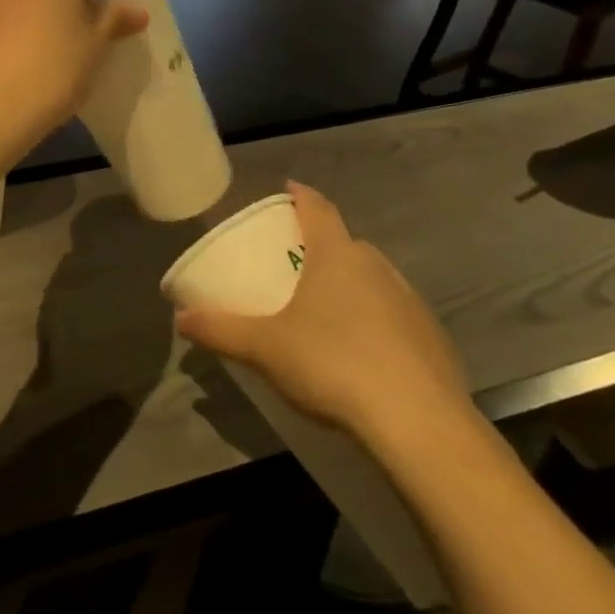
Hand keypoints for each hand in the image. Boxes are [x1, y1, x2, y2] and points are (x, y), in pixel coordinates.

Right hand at [175, 183, 475, 450]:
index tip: (287, 189)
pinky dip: (374, 320)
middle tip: (293, 263)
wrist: (420, 424)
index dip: (300, 195)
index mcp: (337, 255)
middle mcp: (377, 267)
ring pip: (373, 278)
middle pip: (346, 243)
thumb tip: (181, 318)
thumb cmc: (332, 365)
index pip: (318, 208)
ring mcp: (411, 302)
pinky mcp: (433, 338)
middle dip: (320, 246)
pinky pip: (394, 314)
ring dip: (349, 284)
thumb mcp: (263, 348)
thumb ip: (220, 329)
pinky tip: (361, 352)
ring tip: (323, 310)